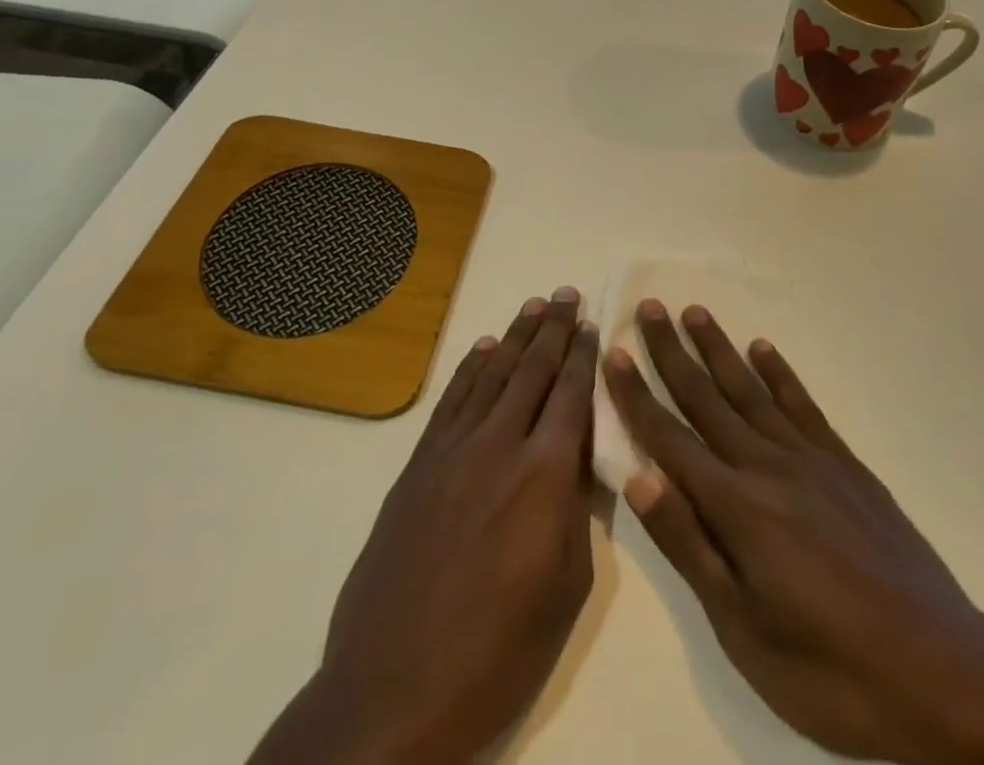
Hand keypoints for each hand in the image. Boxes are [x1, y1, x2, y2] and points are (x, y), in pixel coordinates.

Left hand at [252, 289, 598, 764]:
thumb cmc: (497, 652)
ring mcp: (453, 451)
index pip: (571, 395)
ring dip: (515, 337)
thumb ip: (576, 511)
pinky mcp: (418, 466)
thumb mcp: (566, 588)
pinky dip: (470, 369)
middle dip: (554, 329)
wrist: (392, 689)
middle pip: (532, 371)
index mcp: (544, 474)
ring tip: (534, 306)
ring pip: (491, 375)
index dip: (583, 355)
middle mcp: (500, 445)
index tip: (592, 323)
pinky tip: (483, 349)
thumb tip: (576, 459)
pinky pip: (451, 401)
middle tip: (567, 294)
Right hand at [606, 301, 983, 764]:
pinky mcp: (846, 465)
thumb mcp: (744, 630)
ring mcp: (811, 460)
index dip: (638, 395)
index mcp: (737, 508)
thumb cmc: (831, 670)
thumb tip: (640, 477)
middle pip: (707, 399)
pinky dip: (780, 373)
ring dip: (719, 350)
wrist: (942, 673)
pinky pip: (803, 406)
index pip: (670, 438)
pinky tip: (763, 349)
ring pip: (751, 391)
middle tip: (650, 308)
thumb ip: (690, 546)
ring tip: (696, 312)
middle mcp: (768, 466)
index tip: (614, 353)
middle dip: (672, 353)